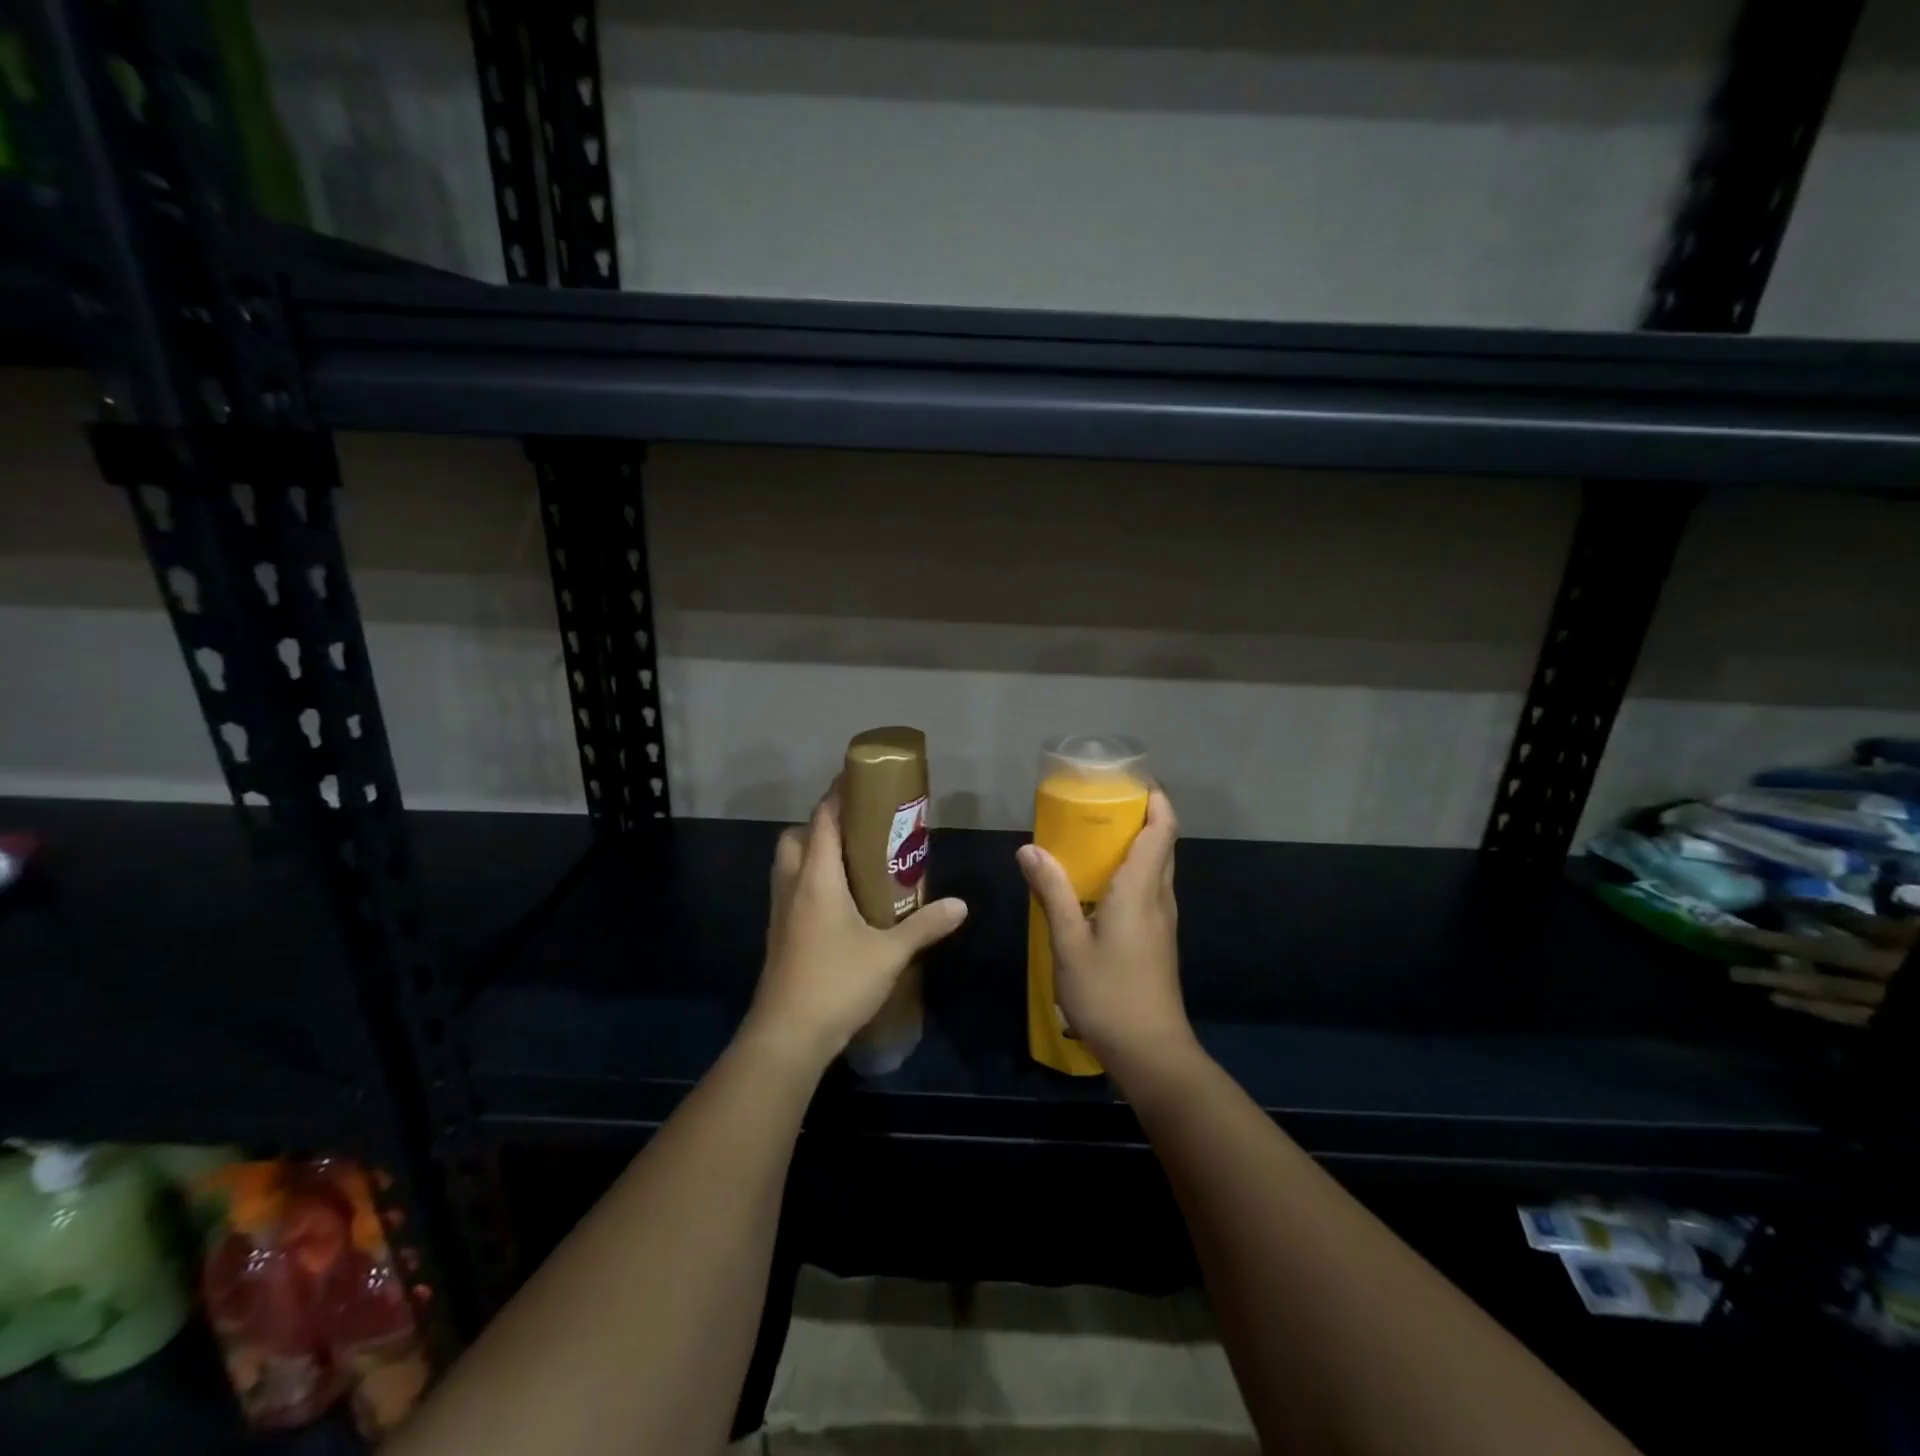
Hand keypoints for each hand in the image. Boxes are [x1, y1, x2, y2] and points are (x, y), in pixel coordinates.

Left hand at [744, 783, 967, 1070]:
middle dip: (822, 824)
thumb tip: (961, 905)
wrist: (786, 1036)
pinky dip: (810, 882)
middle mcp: (793, 886)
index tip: (860, 779)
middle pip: (797, 837)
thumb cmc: (837, 983)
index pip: (823, 820)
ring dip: (813, 853)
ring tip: (852, 863)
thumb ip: (925, 926)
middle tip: (858, 830)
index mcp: (817, 878)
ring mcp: (781, 912)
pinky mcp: (779, 935)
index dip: (838, 794)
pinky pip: (791, 891)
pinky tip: (840, 904)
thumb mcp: (890, 953)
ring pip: (790, 864)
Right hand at [1016, 789, 1194, 1082]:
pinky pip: (1149, 890)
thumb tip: (1029, 849)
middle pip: (1161, 843)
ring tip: (1092, 839)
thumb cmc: (1109, 994)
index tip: (1130, 781)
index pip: (1163, 829)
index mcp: (1141, 889)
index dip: (1155, 799)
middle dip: (1139, 816)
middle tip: (1098, 805)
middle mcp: (1159, 898)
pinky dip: (1130, 873)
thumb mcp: (1069, 943)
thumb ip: (1052, 892)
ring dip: (1133, 845)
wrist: (1151, 1053)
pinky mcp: (1159, 940)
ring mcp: (1163, 921)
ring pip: (1156, 868)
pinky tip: (1096, 888)